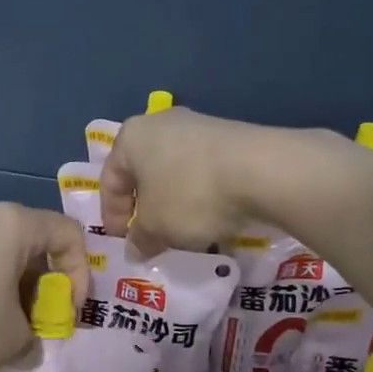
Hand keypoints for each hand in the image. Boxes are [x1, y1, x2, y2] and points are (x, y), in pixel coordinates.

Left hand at [0, 204, 90, 371]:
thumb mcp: (12, 341)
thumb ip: (34, 339)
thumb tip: (27, 344)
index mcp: (14, 223)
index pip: (69, 234)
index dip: (80, 276)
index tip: (66, 314)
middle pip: (33, 245)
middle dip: (43, 288)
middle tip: (35, 327)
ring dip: (12, 293)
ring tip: (3, 333)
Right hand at [100, 107, 280, 254]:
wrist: (262, 170)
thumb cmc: (190, 195)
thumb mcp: (156, 227)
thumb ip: (140, 239)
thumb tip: (135, 248)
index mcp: (131, 138)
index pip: (109, 182)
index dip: (113, 217)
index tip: (124, 244)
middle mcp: (159, 123)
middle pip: (142, 173)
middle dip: (145, 208)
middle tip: (151, 237)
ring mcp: (197, 125)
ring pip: (174, 172)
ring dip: (174, 202)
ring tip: (185, 231)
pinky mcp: (229, 135)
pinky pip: (203, 170)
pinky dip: (201, 194)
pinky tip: (213, 216)